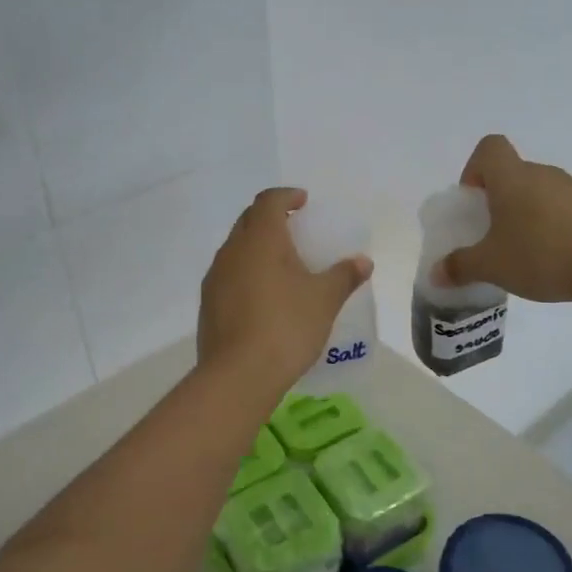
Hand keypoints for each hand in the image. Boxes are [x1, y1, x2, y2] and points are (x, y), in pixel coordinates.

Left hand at [199, 188, 372, 387]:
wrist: (238, 375)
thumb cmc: (286, 326)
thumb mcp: (324, 300)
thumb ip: (344, 276)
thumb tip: (363, 262)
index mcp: (260, 239)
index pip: (268, 201)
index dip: (286, 196)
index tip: (303, 202)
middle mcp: (232, 251)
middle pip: (248, 221)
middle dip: (270, 218)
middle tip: (295, 229)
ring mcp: (215, 278)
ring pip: (236, 249)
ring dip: (257, 247)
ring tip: (282, 265)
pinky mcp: (208, 304)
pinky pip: (229, 275)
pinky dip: (247, 273)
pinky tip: (264, 296)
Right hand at [440, 135, 571, 302]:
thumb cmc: (543, 255)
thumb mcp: (492, 266)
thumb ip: (460, 267)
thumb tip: (435, 274)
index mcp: (512, 178)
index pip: (489, 148)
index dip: (474, 168)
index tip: (473, 201)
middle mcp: (543, 174)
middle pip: (513, 174)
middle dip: (498, 202)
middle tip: (493, 237)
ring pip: (539, 193)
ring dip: (526, 216)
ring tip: (524, 254)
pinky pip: (564, 210)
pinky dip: (554, 228)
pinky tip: (556, 260)